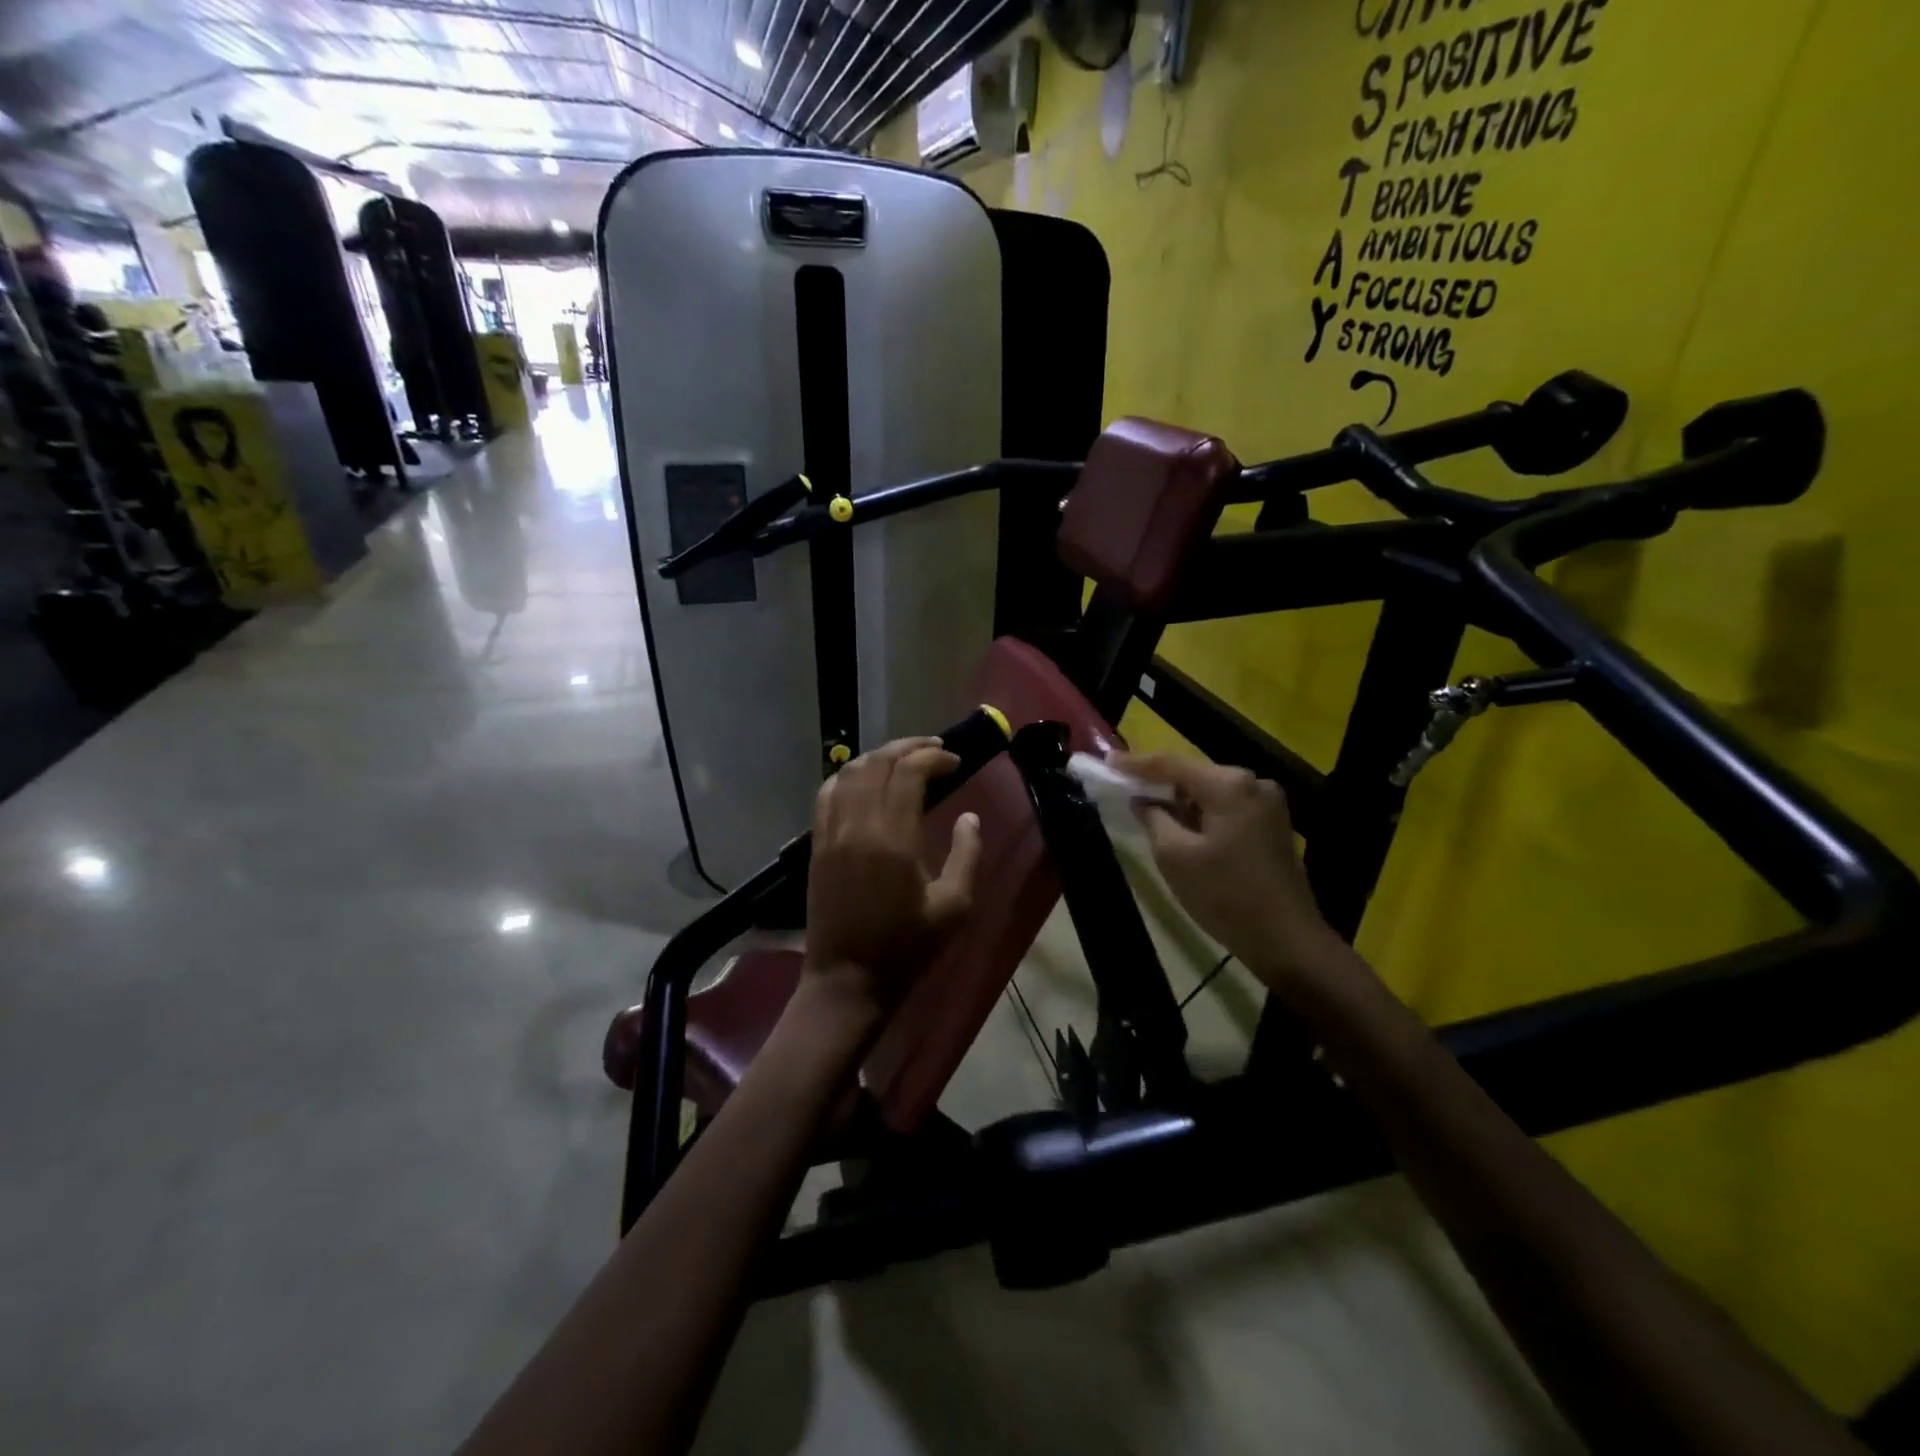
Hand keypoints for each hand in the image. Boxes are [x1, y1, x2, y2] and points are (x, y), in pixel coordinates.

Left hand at [804, 737, 981, 1011]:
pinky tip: (865, 780)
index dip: (933, 758)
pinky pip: (827, 793)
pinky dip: (848, 776)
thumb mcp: (954, 907)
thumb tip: (969, 817)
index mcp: (893, 839)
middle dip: (908, 747)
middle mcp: (858, 826)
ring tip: (903, 758)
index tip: (955, 762)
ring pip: (849, 773)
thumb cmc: (906, 947)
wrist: (848, 980)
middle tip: (934, 749)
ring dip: (878, 757)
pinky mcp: (817, 844)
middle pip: (878, 763)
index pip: (909, 774)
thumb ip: (967, 856)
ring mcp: (831, 833)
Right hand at [1117, 753, 1343, 993]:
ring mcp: (1268, 803)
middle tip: (1123, 787)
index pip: (1171, 764)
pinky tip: (1181, 826)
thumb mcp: (1174, 856)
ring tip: (1147, 808)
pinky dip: (1201, 813)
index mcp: (1228, 785)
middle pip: (1193, 774)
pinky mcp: (1273, 823)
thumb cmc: (1225, 896)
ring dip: (1180, 800)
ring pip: (1210, 792)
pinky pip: (1227, 807)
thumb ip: (1153, 817)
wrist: (1287, 939)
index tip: (1106, 761)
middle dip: (1159, 782)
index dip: (1135, 763)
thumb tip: (1142, 799)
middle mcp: (1253, 782)